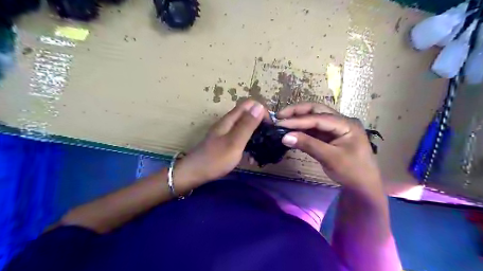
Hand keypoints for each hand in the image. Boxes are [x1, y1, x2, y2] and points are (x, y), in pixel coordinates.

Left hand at [174, 100, 263, 187]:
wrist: (195, 173)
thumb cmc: (215, 159)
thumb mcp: (234, 142)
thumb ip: (247, 125)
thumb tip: (259, 105)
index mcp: (230, 119)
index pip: (250, 104)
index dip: (262, 111)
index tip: (269, 127)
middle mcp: (229, 123)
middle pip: (249, 115)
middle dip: (261, 125)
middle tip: (268, 140)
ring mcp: (226, 133)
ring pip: (246, 127)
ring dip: (255, 137)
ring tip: (261, 151)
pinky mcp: (226, 142)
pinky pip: (241, 138)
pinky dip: (248, 145)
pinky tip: (251, 158)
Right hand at [277, 103, 383, 193]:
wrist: (363, 186)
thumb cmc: (352, 172)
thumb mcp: (330, 158)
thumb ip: (308, 145)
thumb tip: (285, 137)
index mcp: (346, 124)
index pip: (318, 118)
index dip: (298, 120)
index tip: (280, 123)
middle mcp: (341, 121)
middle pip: (316, 110)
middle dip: (297, 112)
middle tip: (279, 116)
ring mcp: (335, 128)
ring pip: (314, 118)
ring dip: (298, 119)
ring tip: (282, 122)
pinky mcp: (329, 136)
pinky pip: (313, 129)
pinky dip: (302, 129)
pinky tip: (291, 131)